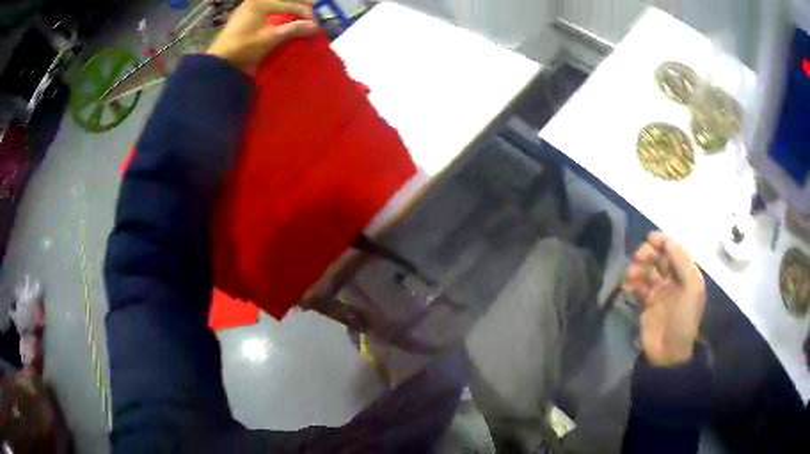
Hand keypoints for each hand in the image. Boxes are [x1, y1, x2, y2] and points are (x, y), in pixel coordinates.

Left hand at [207, 0, 318, 68]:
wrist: (219, 62)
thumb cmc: (244, 47)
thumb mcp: (270, 38)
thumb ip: (293, 29)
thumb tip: (315, 26)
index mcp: (262, 2)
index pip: (291, 4)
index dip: (306, 13)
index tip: (318, 23)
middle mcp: (256, 0)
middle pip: (284, 0)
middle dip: (300, 6)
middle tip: (315, 12)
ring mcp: (249, 7)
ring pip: (276, 4)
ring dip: (290, 8)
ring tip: (303, 15)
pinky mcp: (244, 15)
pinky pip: (268, 9)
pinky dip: (279, 12)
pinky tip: (286, 18)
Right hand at [623, 232, 705, 366]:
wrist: (669, 352)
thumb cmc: (684, 318)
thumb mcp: (691, 288)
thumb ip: (681, 261)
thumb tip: (666, 240)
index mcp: (686, 273)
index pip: (674, 249)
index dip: (663, 241)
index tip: (650, 239)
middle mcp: (672, 278)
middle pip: (658, 257)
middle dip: (648, 253)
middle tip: (638, 259)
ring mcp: (658, 291)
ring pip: (646, 269)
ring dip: (638, 268)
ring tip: (631, 276)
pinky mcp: (645, 303)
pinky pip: (637, 286)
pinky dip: (631, 283)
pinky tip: (628, 286)